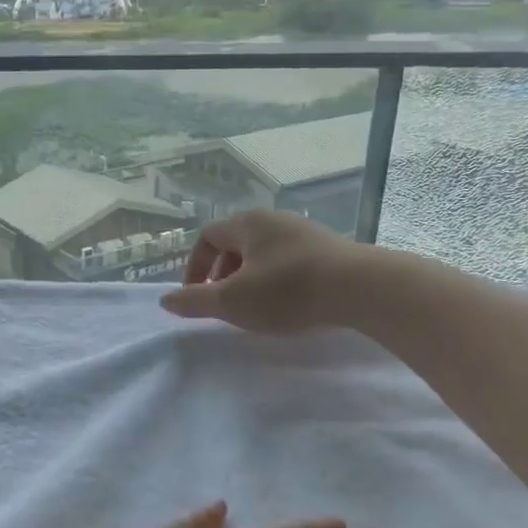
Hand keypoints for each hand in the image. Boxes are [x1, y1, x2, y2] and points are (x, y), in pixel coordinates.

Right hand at [161, 209, 366, 333]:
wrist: (362, 288)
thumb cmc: (287, 291)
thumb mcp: (232, 301)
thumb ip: (195, 301)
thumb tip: (166, 300)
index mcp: (247, 223)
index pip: (208, 237)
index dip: (195, 266)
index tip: (197, 296)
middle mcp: (274, 219)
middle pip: (236, 243)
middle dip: (223, 274)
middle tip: (225, 304)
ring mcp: (304, 232)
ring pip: (263, 253)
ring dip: (250, 279)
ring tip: (256, 307)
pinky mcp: (328, 249)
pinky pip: (289, 261)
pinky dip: (277, 280)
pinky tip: (289, 304)